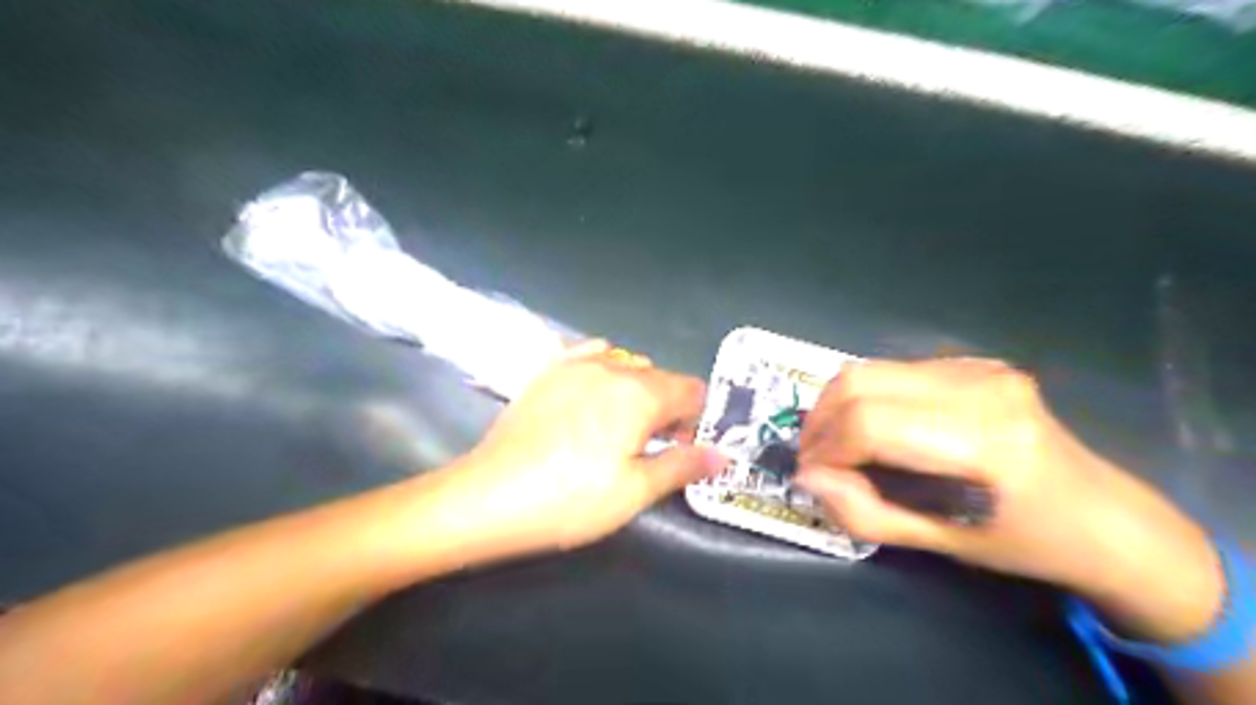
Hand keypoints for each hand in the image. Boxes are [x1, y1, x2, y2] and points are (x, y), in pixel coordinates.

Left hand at [427, 338, 725, 561]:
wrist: (489, 496)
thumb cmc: (570, 499)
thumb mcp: (634, 490)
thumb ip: (683, 465)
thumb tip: (724, 454)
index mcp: (641, 393)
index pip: (691, 389)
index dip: (698, 417)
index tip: (687, 447)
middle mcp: (612, 367)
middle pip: (660, 377)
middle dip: (669, 407)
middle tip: (657, 446)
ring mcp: (574, 364)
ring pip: (626, 366)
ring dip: (638, 390)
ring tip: (623, 426)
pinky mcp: (547, 371)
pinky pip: (589, 354)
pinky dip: (604, 368)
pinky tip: (595, 391)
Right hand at [799, 362, 1223, 640]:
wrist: (1103, 516)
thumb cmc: (1024, 543)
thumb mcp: (941, 543)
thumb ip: (865, 512)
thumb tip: (808, 476)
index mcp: (983, 441)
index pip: (870, 424)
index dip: (826, 449)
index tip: (811, 474)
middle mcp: (979, 387)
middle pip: (860, 381)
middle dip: (821, 421)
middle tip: (814, 456)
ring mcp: (978, 367)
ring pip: (869, 369)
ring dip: (837, 405)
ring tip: (835, 443)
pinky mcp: (973, 363)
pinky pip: (893, 371)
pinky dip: (865, 397)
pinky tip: (871, 428)